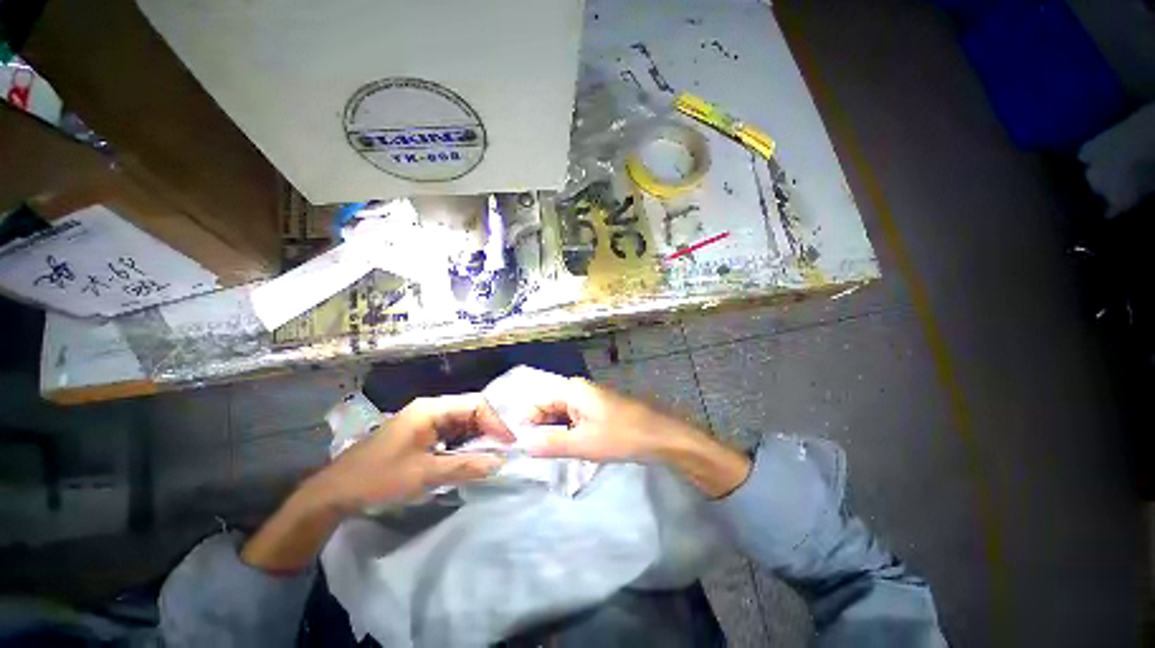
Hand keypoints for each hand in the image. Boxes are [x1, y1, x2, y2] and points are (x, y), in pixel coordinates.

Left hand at [242, 393, 512, 571]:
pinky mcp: (421, 433)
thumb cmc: (379, 478)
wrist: (335, 492)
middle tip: (502, 452)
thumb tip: (500, 462)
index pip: (476, 404)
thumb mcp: (425, 474)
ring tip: (490, 456)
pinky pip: (452, 433)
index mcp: (432, 408)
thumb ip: (466, 466)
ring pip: (463, 422)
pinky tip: (469, 458)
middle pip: (471, 410)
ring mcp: (425, 420)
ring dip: (478, 438)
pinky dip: (464, 444)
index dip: (496, 422)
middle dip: (489, 430)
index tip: (509, 444)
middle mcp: (431, 408)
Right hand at [524, 377, 751, 498]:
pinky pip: (576, 420)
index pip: (537, 403)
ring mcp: (591, 400)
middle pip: (550, 408)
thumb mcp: (582, 443)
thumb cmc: (621, 436)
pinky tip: (568, 449)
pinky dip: (569, 434)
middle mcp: (579, 390)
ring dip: (555, 434)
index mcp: (572, 389)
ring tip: (549, 456)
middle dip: (541, 430)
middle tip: (534, 456)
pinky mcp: (600, 411)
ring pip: (563, 416)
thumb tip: (522, 446)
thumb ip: (549, 444)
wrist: (662, 436)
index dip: (527, 425)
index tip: (519, 448)